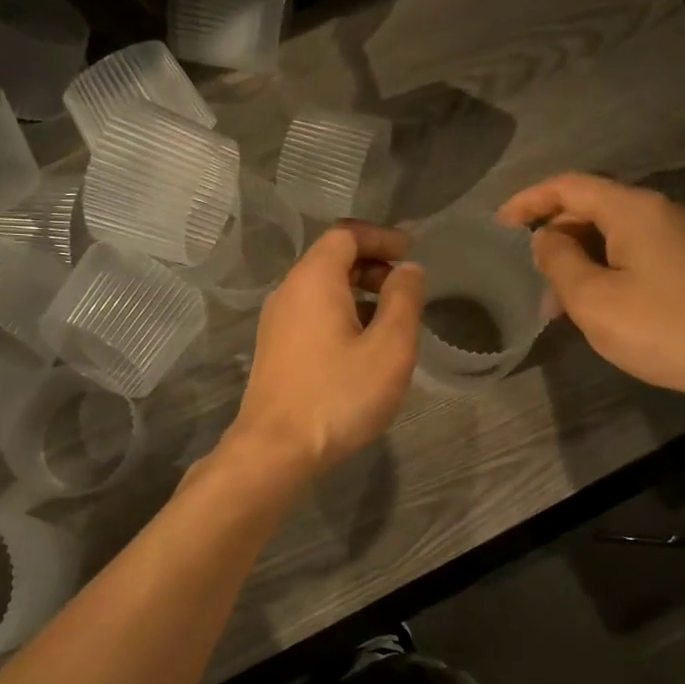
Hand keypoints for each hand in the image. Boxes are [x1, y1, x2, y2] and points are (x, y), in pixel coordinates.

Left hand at [225, 221, 425, 477]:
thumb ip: (404, 300)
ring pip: (321, 290)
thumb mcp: (389, 347)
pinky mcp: (275, 350)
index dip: (381, 237)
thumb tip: (408, 269)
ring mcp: (276, 322)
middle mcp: (288, 291)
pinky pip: (311, 315)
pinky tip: (361, 346)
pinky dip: (341, 314)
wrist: (276, 449)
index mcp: (314, 279)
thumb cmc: (339, 394)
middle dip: (371, 264)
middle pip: (331, 259)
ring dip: (358, 293)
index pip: (346, 234)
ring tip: (391, 320)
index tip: (410, 252)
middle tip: (405, 287)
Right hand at [497, 173, 684, 409]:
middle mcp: (658, 212)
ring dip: (576, 258)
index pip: (569, 185)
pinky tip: (591, 303)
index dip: (529, 200)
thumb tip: (545, 237)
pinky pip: (631, 252)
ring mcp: (678, 238)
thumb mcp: (592, 297)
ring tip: (554, 300)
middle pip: (591, 207)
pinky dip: (602, 268)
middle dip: (553, 235)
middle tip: (526, 273)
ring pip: (611, 234)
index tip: (498, 225)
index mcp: (633, 209)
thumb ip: (558, 259)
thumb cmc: (659, 328)